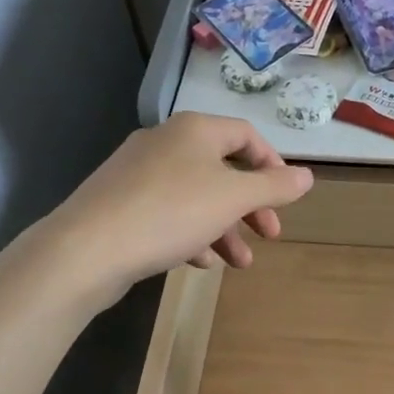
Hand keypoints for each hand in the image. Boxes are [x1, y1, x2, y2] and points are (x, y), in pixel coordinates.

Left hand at [50, 112, 313, 297]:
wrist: (87, 249)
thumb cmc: (171, 213)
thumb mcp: (233, 199)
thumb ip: (274, 187)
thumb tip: (307, 176)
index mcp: (195, 130)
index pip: (247, 135)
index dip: (273, 165)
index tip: (286, 198)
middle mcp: (166, 142)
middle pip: (223, 169)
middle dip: (251, 205)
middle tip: (270, 235)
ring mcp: (138, 172)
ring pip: (197, 196)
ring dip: (225, 228)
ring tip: (239, 263)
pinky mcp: (120, 202)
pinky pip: (168, 212)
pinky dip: (191, 233)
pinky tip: (200, 262)